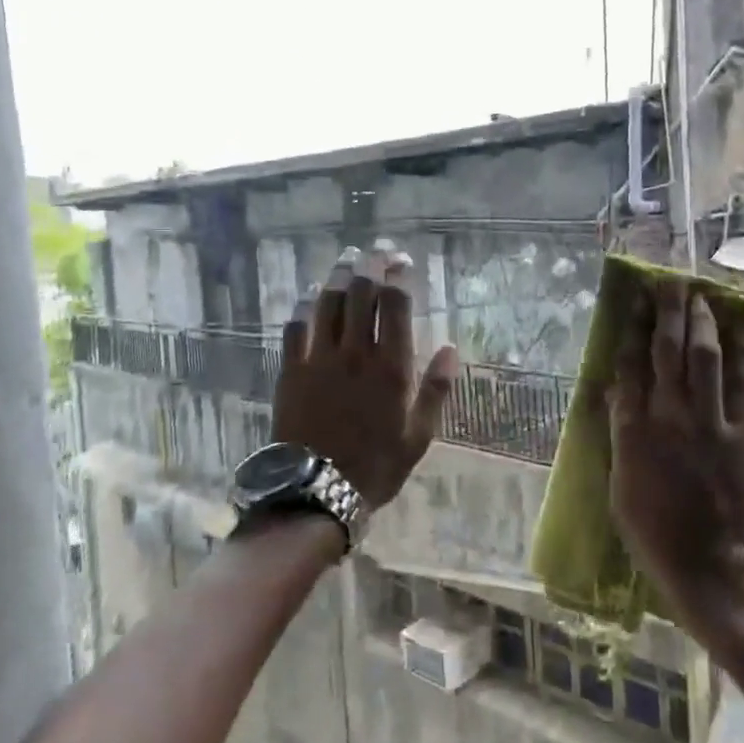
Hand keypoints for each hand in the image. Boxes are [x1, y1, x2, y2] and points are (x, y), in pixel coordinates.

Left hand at [274, 245, 458, 508]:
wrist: (316, 492)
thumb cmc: (376, 466)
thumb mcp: (419, 435)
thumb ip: (436, 389)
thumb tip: (452, 348)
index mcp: (391, 367)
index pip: (396, 305)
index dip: (399, 276)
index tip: (403, 260)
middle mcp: (355, 353)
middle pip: (361, 294)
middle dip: (370, 265)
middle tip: (376, 250)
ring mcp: (319, 359)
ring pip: (328, 303)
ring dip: (339, 276)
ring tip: (347, 259)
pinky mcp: (291, 370)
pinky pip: (295, 327)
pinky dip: (304, 306)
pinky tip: (310, 295)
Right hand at [608, 277, 743, 613]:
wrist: (710, 565)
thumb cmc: (653, 532)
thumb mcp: (618, 486)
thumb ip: (617, 435)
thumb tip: (611, 392)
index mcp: (633, 430)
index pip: (630, 365)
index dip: (632, 328)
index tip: (634, 300)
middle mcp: (669, 416)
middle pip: (667, 350)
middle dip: (667, 310)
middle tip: (668, 281)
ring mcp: (710, 422)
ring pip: (704, 357)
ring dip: (701, 321)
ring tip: (699, 294)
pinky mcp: (743, 433)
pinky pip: (742, 383)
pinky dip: (740, 352)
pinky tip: (736, 330)